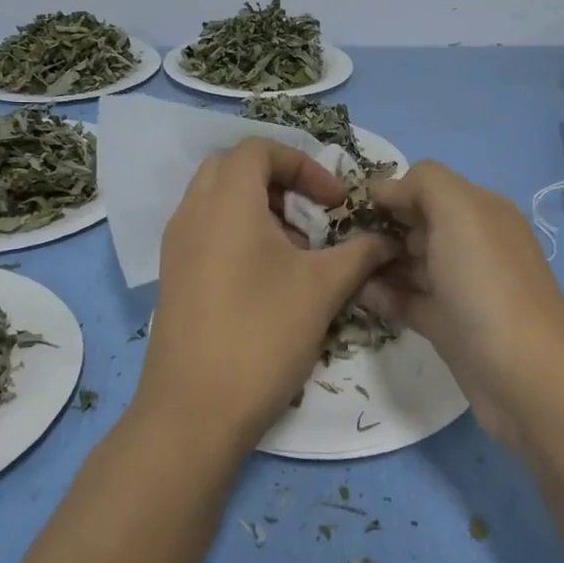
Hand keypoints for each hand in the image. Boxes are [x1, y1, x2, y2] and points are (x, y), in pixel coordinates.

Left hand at [139, 138, 399, 446]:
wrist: (193, 412)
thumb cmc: (262, 335)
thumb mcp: (323, 288)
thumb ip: (361, 252)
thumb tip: (389, 239)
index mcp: (226, 202)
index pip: (260, 150)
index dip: (305, 165)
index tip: (335, 202)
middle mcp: (193, 213)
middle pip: (235, 169)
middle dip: (281, 182)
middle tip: (313, 216)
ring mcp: (177, 246)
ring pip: (219, 201)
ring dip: (262, 209)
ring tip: (298, 251)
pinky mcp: (175, 277)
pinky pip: (208, 231)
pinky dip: (241, 234)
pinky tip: (270, 279)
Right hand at [364, 161, 563, 453]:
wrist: (526, 376)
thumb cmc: (487, 283)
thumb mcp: (459, 211)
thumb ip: (423, 184)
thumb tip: (386, 188)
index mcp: (480, 210)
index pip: (426, 186)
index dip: (390, 191)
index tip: (348, 207)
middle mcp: (473, 244)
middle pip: (416, 225)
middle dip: (378, 227)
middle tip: (336, 241)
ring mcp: (462, 287)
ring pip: (410, 264)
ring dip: (376, 262)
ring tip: (338, 268)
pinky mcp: (449, 326)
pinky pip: (409, 301)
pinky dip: (384, 295)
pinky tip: (355, 295)